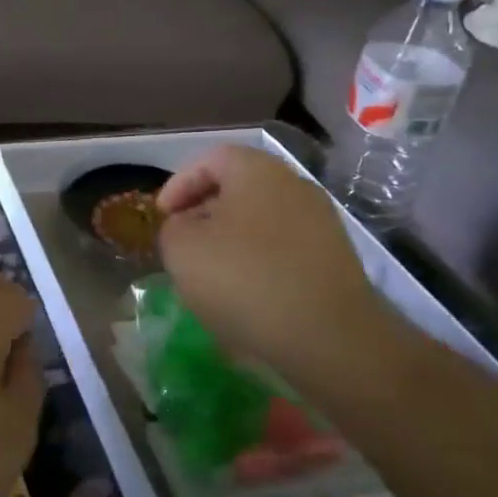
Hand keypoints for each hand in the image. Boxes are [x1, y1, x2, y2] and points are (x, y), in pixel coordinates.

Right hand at [157, 146, 403, 387]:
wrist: (329, 337)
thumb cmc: (245, 279)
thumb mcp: (182, 250)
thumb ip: (173, 228)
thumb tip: (187, 227)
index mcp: (257, 170)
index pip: (210, 159)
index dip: (179, 185)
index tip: (162, 217)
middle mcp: (294, 185)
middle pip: (238, 188)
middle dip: (205, 213)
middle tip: (182, 243)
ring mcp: (321, 222)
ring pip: (261, 220)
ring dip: (232, 240)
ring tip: (211, 274)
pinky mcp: (335, 258)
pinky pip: (284, 248)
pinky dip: (259, 262)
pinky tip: (247, 294)